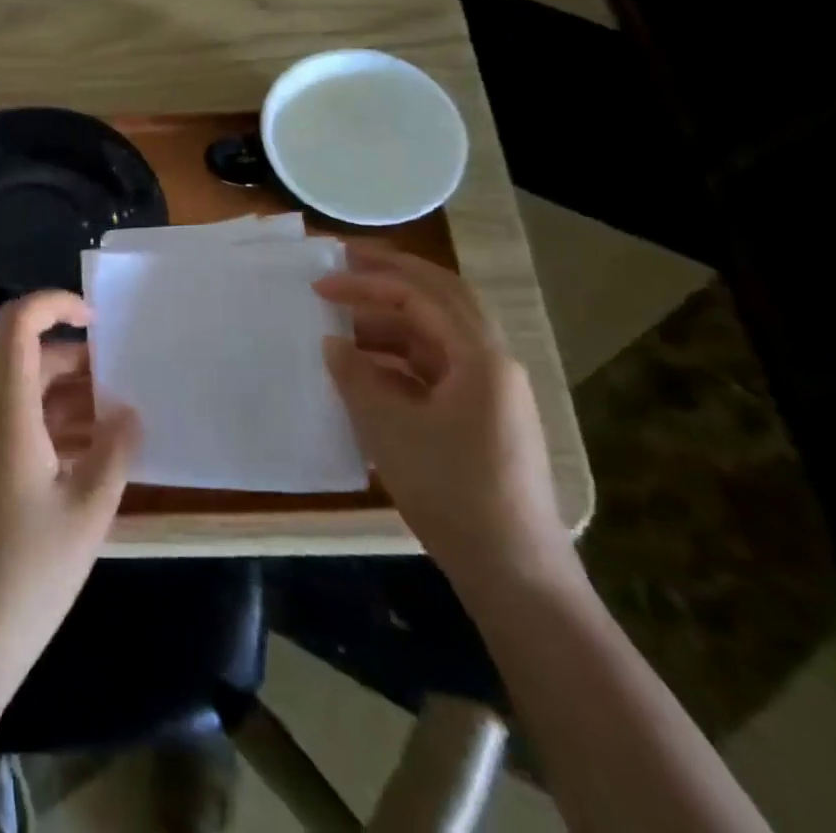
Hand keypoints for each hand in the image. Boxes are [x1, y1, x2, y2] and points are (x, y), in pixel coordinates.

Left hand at [0, 291, 140, 700]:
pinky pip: (22, 430)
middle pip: (29, 360)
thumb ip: (115, 449)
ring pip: (28, 397)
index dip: (54, 305)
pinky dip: (58, 430)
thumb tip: (129, 410)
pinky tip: (94, 458)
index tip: (98, 319)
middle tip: (126, 382)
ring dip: (73, 399)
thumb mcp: (88, 510)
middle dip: (79, 360)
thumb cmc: (27, 573)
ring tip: (121, 421)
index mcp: (8, 412)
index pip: (18, 325)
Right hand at [315, 244, 571, 592]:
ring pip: (438, 333)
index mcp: (480, 356)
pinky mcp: (484, 416)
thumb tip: (333, 343)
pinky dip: (401, 358)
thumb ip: (355, 376)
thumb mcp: (390, 429)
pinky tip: (367, 371)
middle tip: (346, 262)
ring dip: (392, 321)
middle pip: (441, 297)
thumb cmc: (451, 492)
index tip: (321, 285)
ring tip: (344, 325)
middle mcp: (493, 361)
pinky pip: (438, 367)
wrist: (514, 573)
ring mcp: (492, 390)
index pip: (419, 295)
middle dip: (392, 276)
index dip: (366, 283)